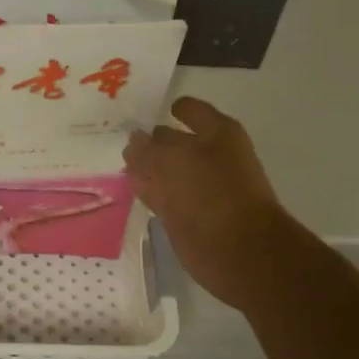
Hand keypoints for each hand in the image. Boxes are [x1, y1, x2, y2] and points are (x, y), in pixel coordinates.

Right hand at [124, 97, 293, 311]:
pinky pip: (163, 196)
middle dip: (152, 140)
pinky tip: (128, 186)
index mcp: (217, 133)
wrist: (238, 250)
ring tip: (120, 163)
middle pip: (175, 141)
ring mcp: (200, 188)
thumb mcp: (174, 160)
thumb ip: (149, 148)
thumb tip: (134, 140)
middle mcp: (210, 156)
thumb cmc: (211, 193)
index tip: (144, 111)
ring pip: (167, 171)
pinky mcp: (188, 216)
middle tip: (120, 137)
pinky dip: (147, 191)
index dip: (170, 109)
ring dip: (146, 168)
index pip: (190, 111)